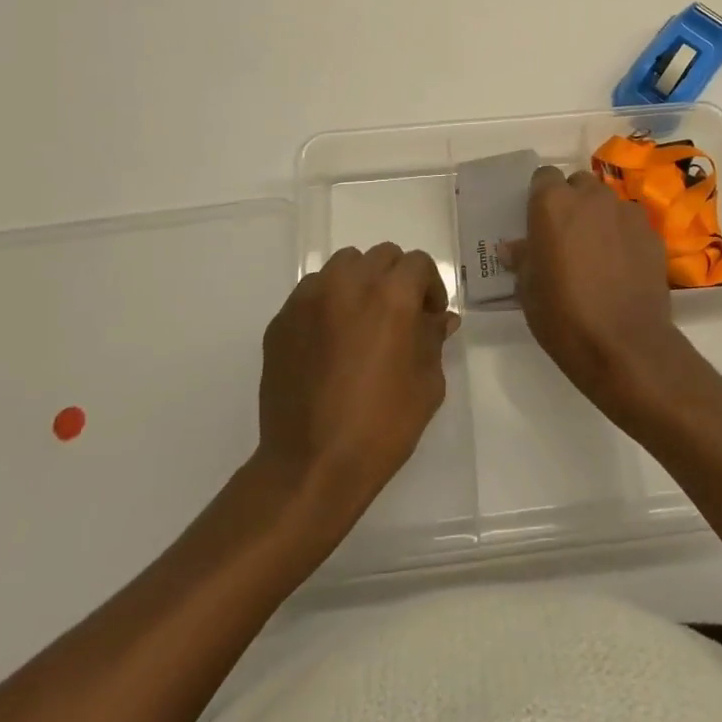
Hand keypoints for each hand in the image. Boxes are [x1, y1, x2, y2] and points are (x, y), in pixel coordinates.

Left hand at [256, 244, 459, 529]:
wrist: (310, 465)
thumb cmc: (381, 426)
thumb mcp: (427, 384)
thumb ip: (434, 339)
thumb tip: (440, 319)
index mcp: (391, 295)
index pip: (418, 264)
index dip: (430, 287)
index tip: (430, 317)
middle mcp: (348, 284)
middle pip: (380, 256)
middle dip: (396, 279)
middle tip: (398, 317)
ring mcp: (309, 299)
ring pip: (342, 266)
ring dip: (360, 283)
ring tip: (361, 322)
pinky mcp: (282, 319)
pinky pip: (312, 293)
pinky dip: (327, 304)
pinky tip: (330, 342)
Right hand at [511, 166, 697, 417]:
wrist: (624, 346)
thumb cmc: (563, 316)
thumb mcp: (528, 290)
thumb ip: (523, 258)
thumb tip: (513, 247)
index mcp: (552, 204)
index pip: (544, 176)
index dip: (541, 196)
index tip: (540, 221)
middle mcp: (591, 197)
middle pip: (579, 184)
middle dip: (573, 202)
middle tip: (568, 236)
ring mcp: (626, 212)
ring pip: (608, 202)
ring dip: (600, 217)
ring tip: (598, 252)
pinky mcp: (652, 233)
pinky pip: (631, 223)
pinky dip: (625, 236)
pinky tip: (623, 267)